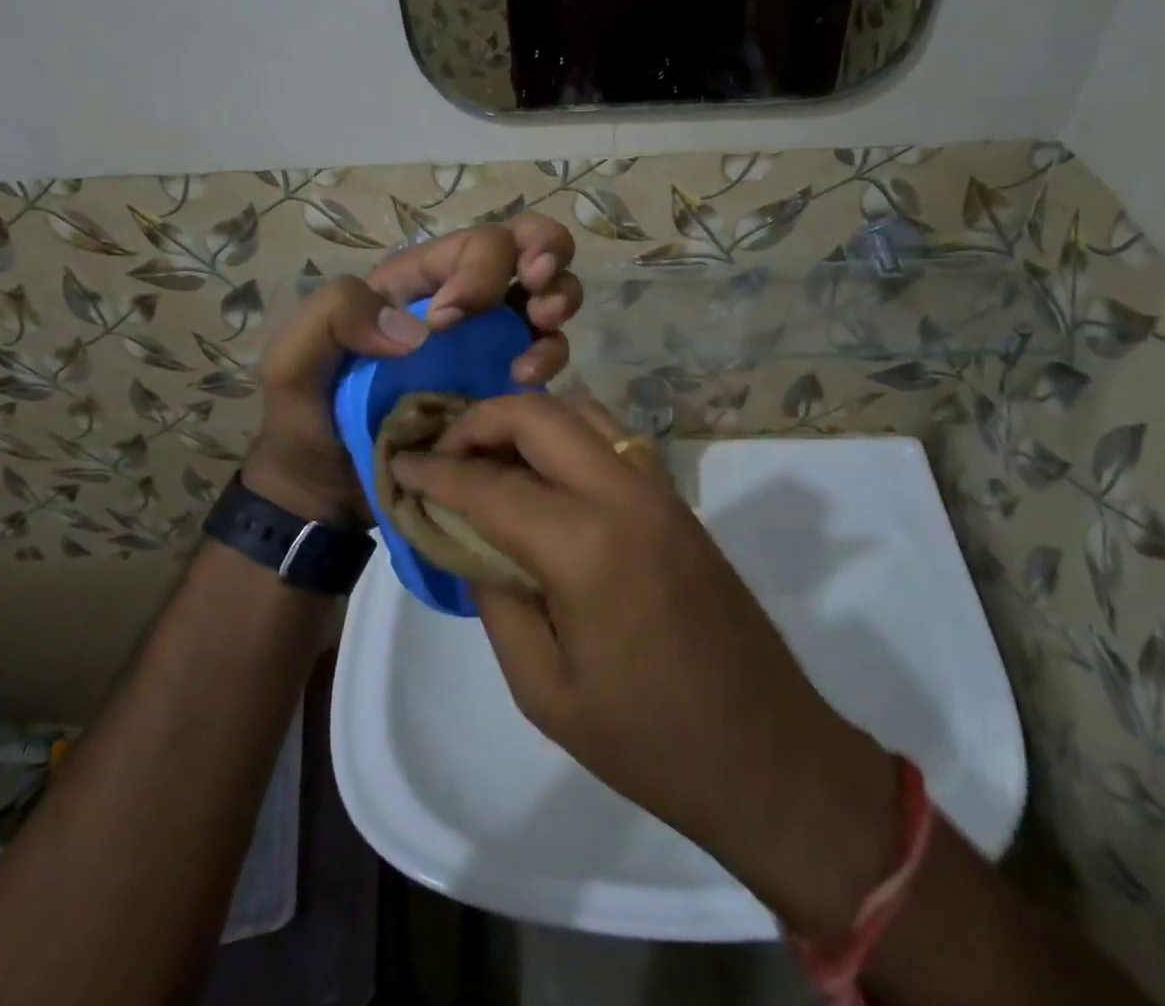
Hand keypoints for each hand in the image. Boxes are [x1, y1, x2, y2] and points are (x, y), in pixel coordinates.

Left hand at [241, 219, 583, 527]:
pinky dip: (552, 355)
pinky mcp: (505, 384)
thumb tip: (418, 327)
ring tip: (544, 326)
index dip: (477, 270)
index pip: (471, 242)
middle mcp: (460, 300)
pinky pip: (549, 352)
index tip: (447, 322)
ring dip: (560, 297)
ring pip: (550, 290)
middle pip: (524, 245)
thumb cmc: (306, 417)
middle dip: (544, 253)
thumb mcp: (292, 358)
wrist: (326, 489)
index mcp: (414, 282)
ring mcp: (490, 341)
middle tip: (536, 288)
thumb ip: (335, 314)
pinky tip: (526, 378)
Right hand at [390, 395, 897, 935]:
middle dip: (479, 421)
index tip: (398, 464)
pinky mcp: (675, 500)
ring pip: (581, 412)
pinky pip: (610, 439)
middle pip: (539, 415)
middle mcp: (623, 493)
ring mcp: (658, 489)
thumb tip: (466, 539)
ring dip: (526, 419)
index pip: (489, 484)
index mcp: (584, 544)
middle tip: (441, 453)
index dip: (435, 471)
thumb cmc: (646, 739)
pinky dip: (565, 435)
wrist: (766, 751)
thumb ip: (496, 598)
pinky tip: (541, 473)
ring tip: (486, 454)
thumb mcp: (542, 688)